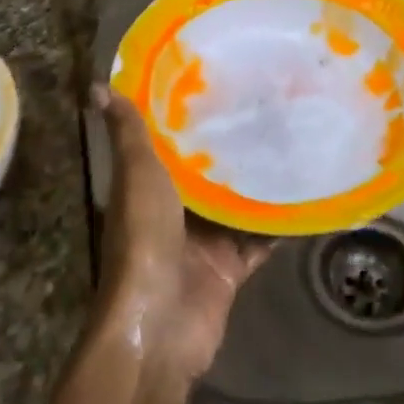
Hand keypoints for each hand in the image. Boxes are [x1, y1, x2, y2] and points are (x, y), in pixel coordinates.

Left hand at [90, 85, 273, 382]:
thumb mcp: (136, 175)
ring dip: (259, 182)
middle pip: (207, 174)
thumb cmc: (144, 239)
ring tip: (295, 139)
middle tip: (270, 105)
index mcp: (147, 188)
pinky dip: (279, 224)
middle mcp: (174, 213)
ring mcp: (204, 243)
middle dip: (232, 147)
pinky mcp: (231, 268)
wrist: (160, 323)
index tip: (218, 81)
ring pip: (237, 205)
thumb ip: (128, 134)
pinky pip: (260, 240)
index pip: (170, 144)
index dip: (188, 117)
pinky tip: (306, 194)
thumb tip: (98, 87)